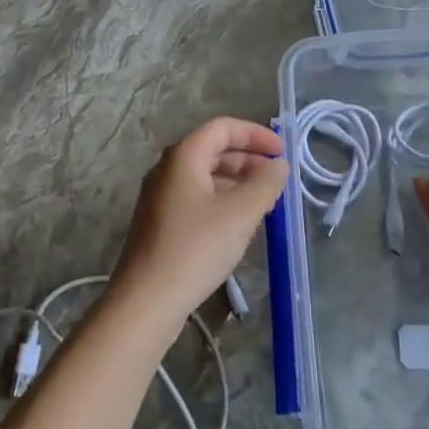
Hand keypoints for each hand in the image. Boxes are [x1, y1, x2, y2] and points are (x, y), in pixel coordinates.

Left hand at [109, 118, 287, 330]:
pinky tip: (239, 223)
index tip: (282, 151)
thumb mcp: (240, 214)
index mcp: (184, 156)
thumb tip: (278, 166)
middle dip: (248, 158)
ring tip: (265, 201)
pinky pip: (197, 197)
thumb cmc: (195, 249)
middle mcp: (168, 168)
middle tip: (277, 178)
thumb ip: (265, 184)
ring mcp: (160, 196)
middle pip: (213, 149)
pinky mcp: (160, 222)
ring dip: (237, 181)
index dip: (255, 134)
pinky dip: (222, 199)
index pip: (223, 128)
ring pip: (205, 175)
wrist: (146, 301)